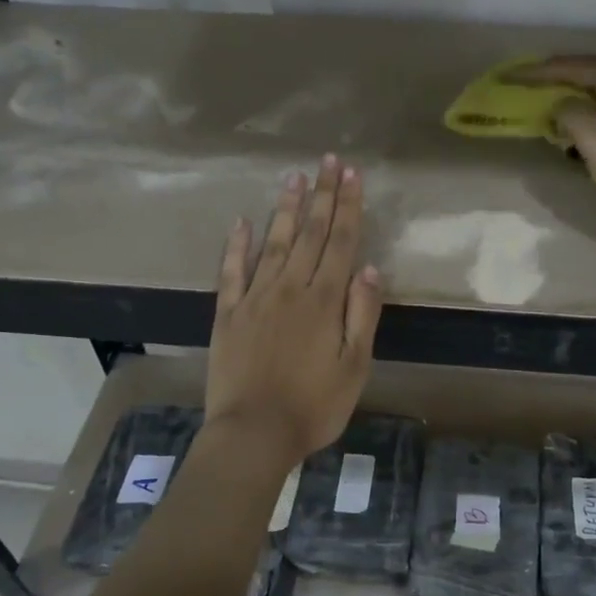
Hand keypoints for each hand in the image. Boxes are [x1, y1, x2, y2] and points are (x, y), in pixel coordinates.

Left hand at [206, 154, 384, 463]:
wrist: (253, 434)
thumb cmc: (314, 406)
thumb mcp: (354, 366)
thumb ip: (362, 315)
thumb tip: (368, 269)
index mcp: (324, 301)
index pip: (340, 243)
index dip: (348, 207)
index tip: (352, 175)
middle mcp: (290, 289)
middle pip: (310, 234)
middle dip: (322, 196)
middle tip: (328, 161)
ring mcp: (255, 299)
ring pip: (274, 244)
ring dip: (286, 210)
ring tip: (294, 178)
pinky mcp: (227, 314)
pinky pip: (231, 272)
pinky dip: (236, 246)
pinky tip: (241, 222)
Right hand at [510, 55, 595, 216]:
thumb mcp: (592, 135)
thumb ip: (568, 114)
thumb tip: (561, 107)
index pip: (573, 66)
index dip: (539, 71)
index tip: (511, 76)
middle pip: (591, 73)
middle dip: (559, 77)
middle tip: (532, 82)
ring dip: (575, 96)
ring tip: (554, 103)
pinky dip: (591, 114)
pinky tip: (583, 127)